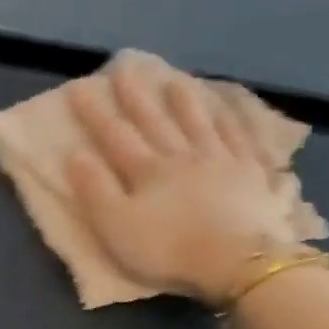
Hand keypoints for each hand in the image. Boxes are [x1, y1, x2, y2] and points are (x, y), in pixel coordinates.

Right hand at [66, 62, 304, 301]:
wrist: (236, 260)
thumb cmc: (168, 249)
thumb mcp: (116, 227)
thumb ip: (95, 191)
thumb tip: (75, 154)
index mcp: (147, 171)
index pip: (115, 136)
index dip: (95, 112)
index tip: (79, 87)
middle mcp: (182, 155)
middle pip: (156, 120)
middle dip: (136, 95)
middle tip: (125, 68)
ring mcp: (221, 160)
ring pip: (198, 122)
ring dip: (184, 101)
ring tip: (174, 80)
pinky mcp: (252, 173)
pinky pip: (240, 137)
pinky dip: (232, 119)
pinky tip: (229, 108)